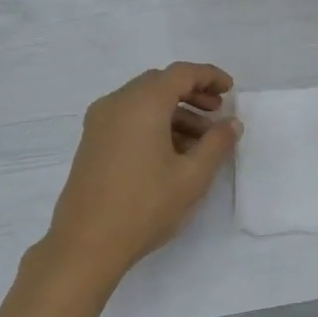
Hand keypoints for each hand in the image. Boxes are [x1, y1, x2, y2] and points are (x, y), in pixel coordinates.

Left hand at [40, 63, 239, 283]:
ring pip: (143, 102)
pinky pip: (128, 119)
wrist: (86, 243)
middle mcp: (116, 103)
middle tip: (217, 114)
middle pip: (159, 83)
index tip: (230, 90)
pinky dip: (153, 124)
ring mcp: (99, 123)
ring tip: (201, 142)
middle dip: (192, 94)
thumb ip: (216, 144)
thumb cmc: (144, 206)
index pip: (180, 73)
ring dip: (174, 112)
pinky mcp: (91, 143)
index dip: (209, 76)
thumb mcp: (192, 177)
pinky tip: (172, 153)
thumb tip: (230, 123)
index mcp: (142, 103)